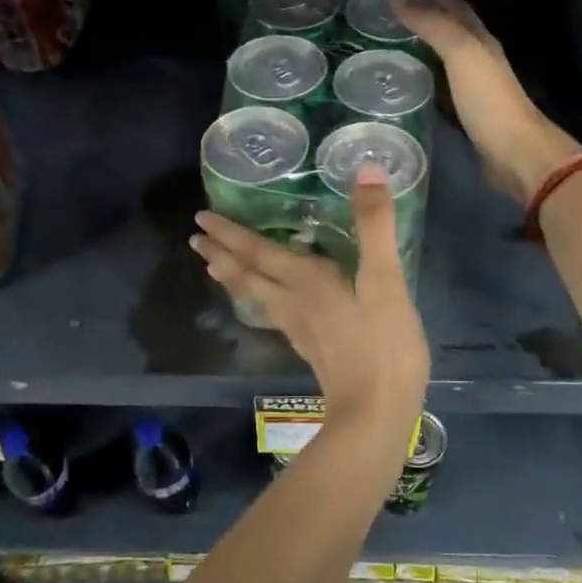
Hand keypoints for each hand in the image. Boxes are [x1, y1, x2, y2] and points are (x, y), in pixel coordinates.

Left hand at [191, 166, 428, 420]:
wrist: (376, 413)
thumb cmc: (383, 344)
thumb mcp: (386, 280)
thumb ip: (374, 225)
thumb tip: (365, 169)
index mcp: (306, 281)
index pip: (258, 251)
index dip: (230, 234)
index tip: (201, 218)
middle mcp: (293, 301)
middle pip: (247, 274)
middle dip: (221, 253)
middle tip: (195, 239)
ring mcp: (298, 327)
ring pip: (255, 296)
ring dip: (232, 277)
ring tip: (213, 267)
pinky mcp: (309, 347)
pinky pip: (271, 312)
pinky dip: (256, 298)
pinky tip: (265, 304)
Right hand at [396, 0, 581, 206]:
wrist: (515, 154)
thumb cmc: (489, 100)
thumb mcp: (461, 53)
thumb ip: (432, 24)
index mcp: (480, 39)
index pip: (454, 5)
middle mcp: (479, 58)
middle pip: (450, 30)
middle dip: (424, 18)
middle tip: (386, 17)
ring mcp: (473, 88)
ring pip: (444, 58)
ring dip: (422, 49)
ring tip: (389, 46)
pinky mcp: (466, 114)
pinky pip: (441, 87)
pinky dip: (424, 79)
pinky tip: (406, 85)